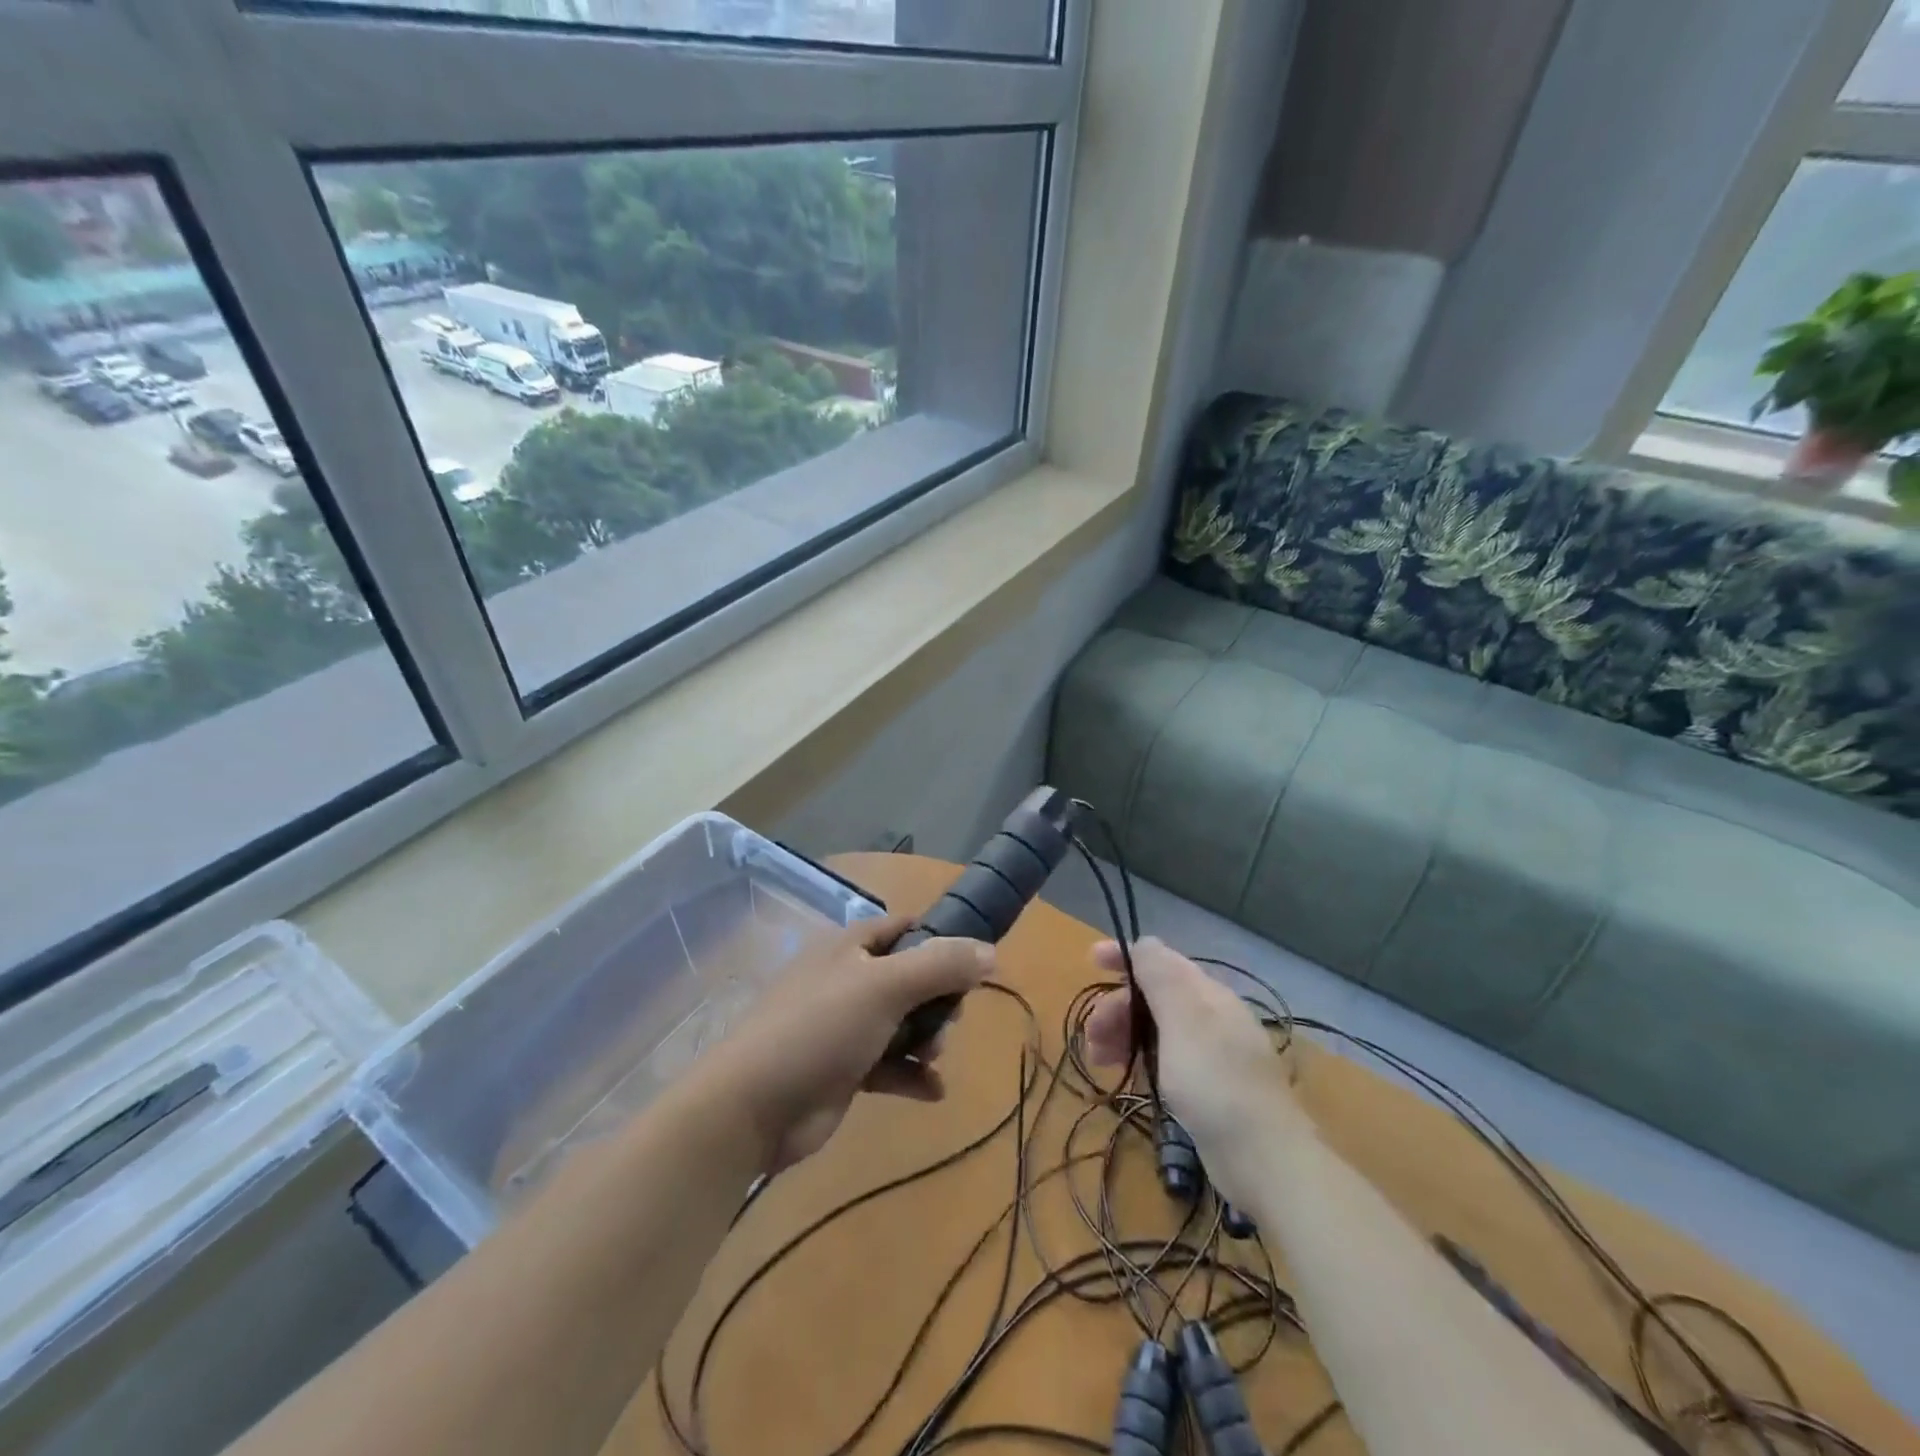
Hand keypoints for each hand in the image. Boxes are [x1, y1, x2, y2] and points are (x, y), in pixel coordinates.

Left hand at [696, 914, 993, 1172]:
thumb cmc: (820, 1029)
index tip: (971, 965)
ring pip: (903, 1022)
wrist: (752, 1107)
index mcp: (850, 946)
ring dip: (927, 1039)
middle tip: (947, 1022)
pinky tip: (933, 1092)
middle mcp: (847, 979)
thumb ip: (941, 966)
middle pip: (910, 978)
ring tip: (933, 1057)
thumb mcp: (885, 987)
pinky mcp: (843, 1069)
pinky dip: (912, 1075)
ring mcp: (843, 1026)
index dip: (939, 940)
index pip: (904, 928)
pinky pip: (889, 1064)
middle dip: (937, 1000)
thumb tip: (991, 951)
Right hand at [1083, 937, 1301, 1199]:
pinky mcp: (1210, 1088)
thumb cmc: (1215, 1081)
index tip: (1090, 961)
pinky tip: (1128, 1076)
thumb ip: (1161, 977)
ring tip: (1098, 1062)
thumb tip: (1144, 943)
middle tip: (1090, 1036)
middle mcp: (1211, 1017)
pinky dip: (1141, 1059)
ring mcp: (1213, 1053)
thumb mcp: (1182, 1021)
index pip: (1160, 961)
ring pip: (1157, 1029)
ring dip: (1124, 1035)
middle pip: (1154, 997)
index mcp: (1207, 994)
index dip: (1124, 957)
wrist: (1264, 1158)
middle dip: (1117, 1008)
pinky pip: (1166, 1058)